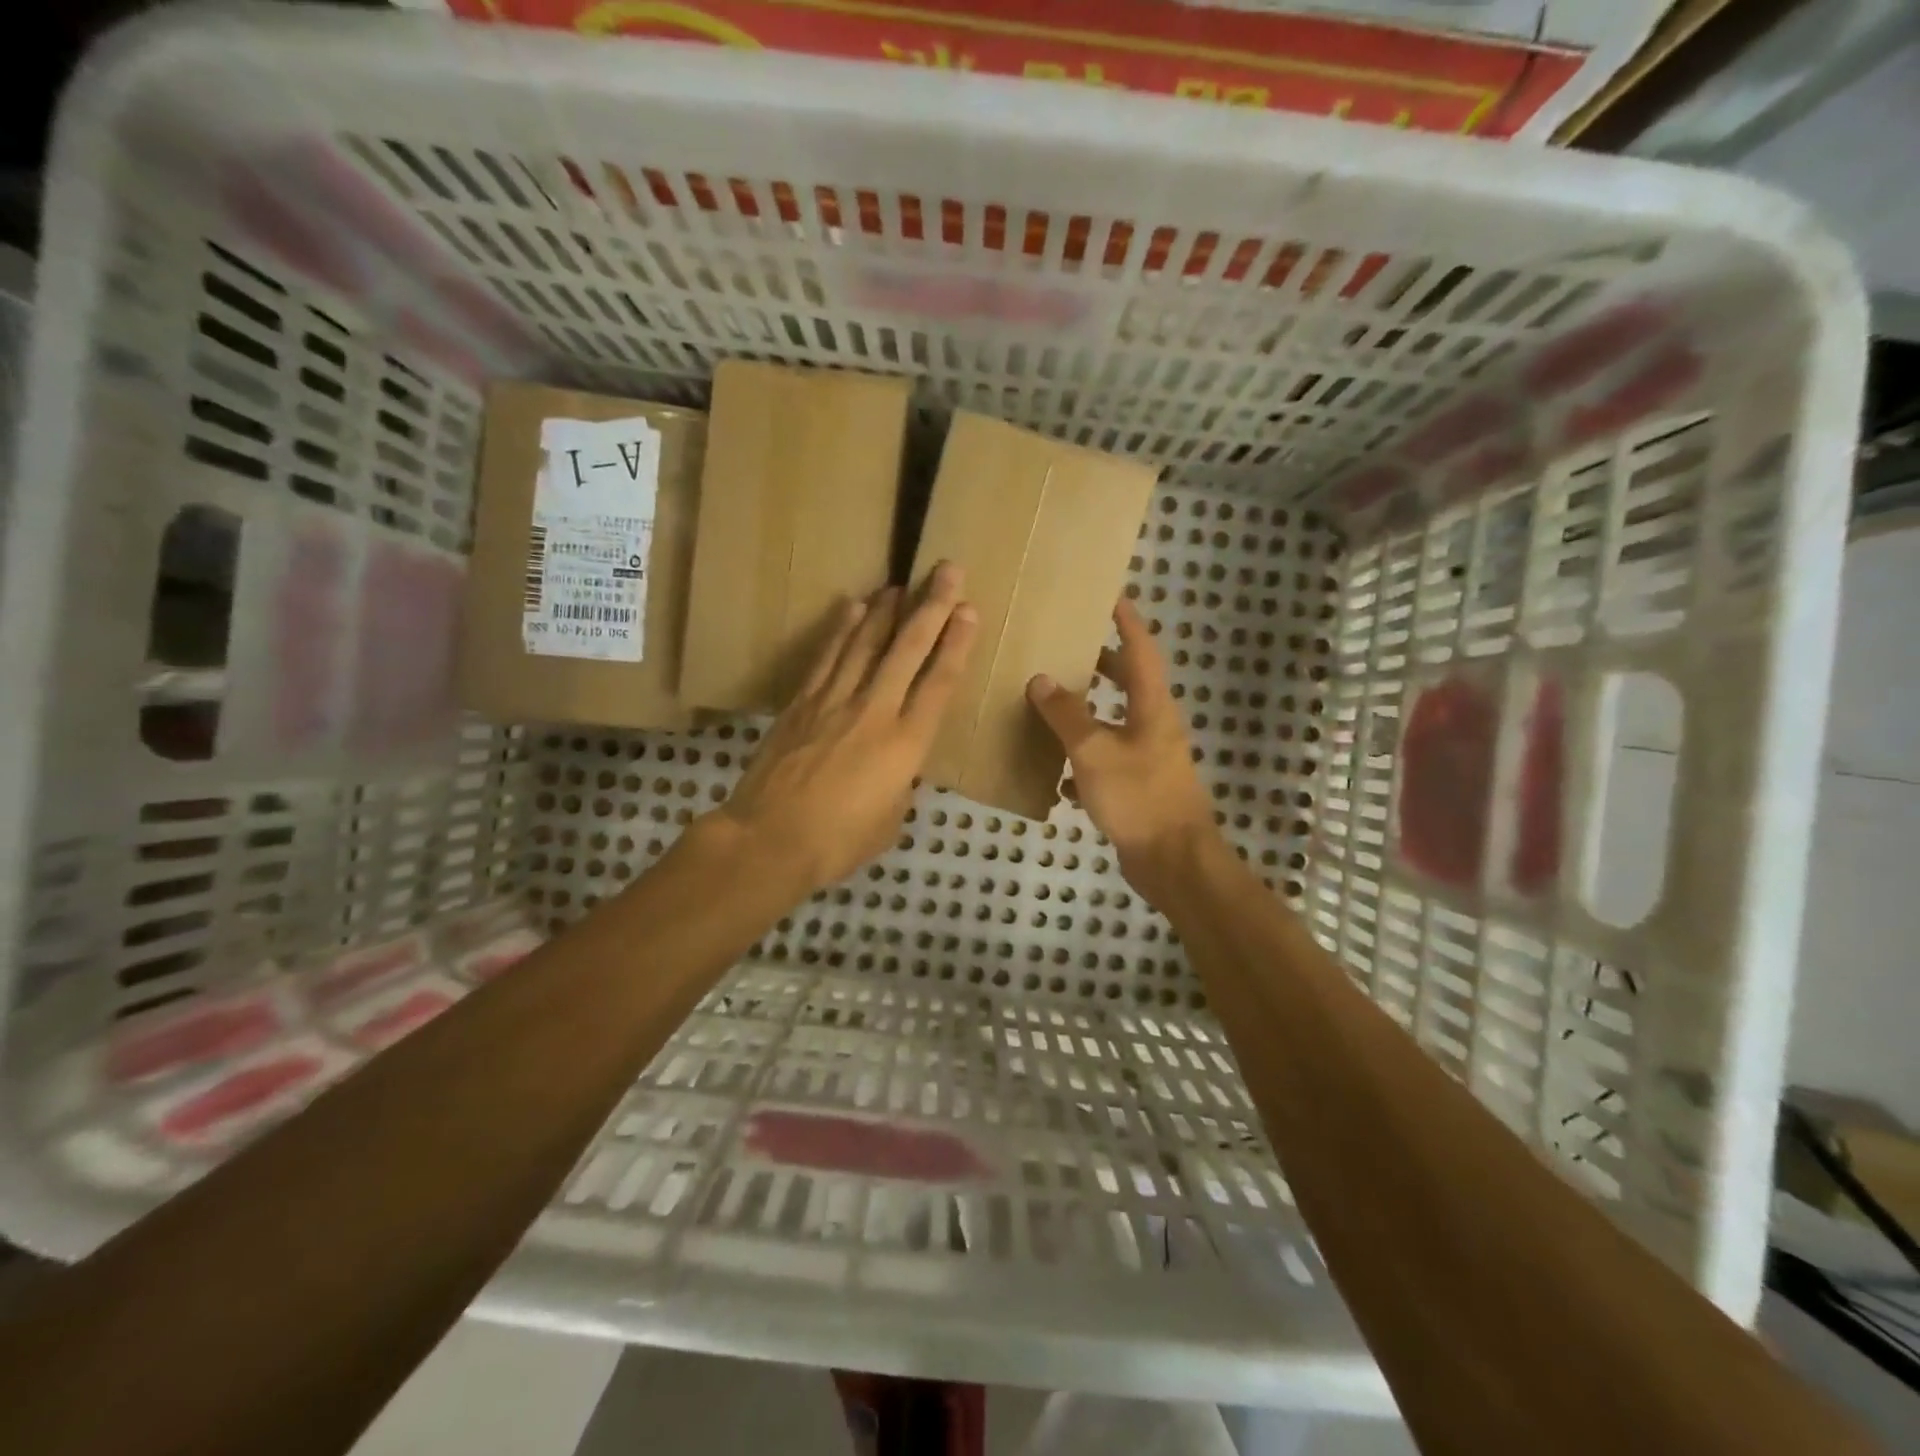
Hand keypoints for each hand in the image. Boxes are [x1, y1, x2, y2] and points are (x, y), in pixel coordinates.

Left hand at [714, 564, 977, 894]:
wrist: (769, 840)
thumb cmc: (837, 842)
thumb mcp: (889, 820)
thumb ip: (900, 784)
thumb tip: (896, 767)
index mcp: (906, 745)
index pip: (939, 683)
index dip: (956, 644)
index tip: (969, 611)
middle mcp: (874, 711)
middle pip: (907, 649)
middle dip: (931, 607)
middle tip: (947, 571)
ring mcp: (834, 702)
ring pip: (865, 644)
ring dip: (887, 610)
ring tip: (902, 583)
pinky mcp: (801, 703)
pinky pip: (826, 657)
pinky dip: (841, 629)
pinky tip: (852, 606)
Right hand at [1026, 598, 1219, 901]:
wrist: (1173, 862)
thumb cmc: (1139, 797)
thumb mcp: (1095, 751)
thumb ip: (1067, 714)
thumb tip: (1041, 679)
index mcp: (1152, 707)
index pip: (1141, 650)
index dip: (1127, 622)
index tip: (1111, 596)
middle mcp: (1154, 727)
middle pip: (1130, 684)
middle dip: (1102, 664)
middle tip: (1068, 649)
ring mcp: (1148, 759)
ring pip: (1115, 723)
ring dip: (1087, 713)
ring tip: (1051, 703)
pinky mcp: (1138, 789)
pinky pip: (1106, 763)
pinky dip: (1083, 761)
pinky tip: (1056, 773)